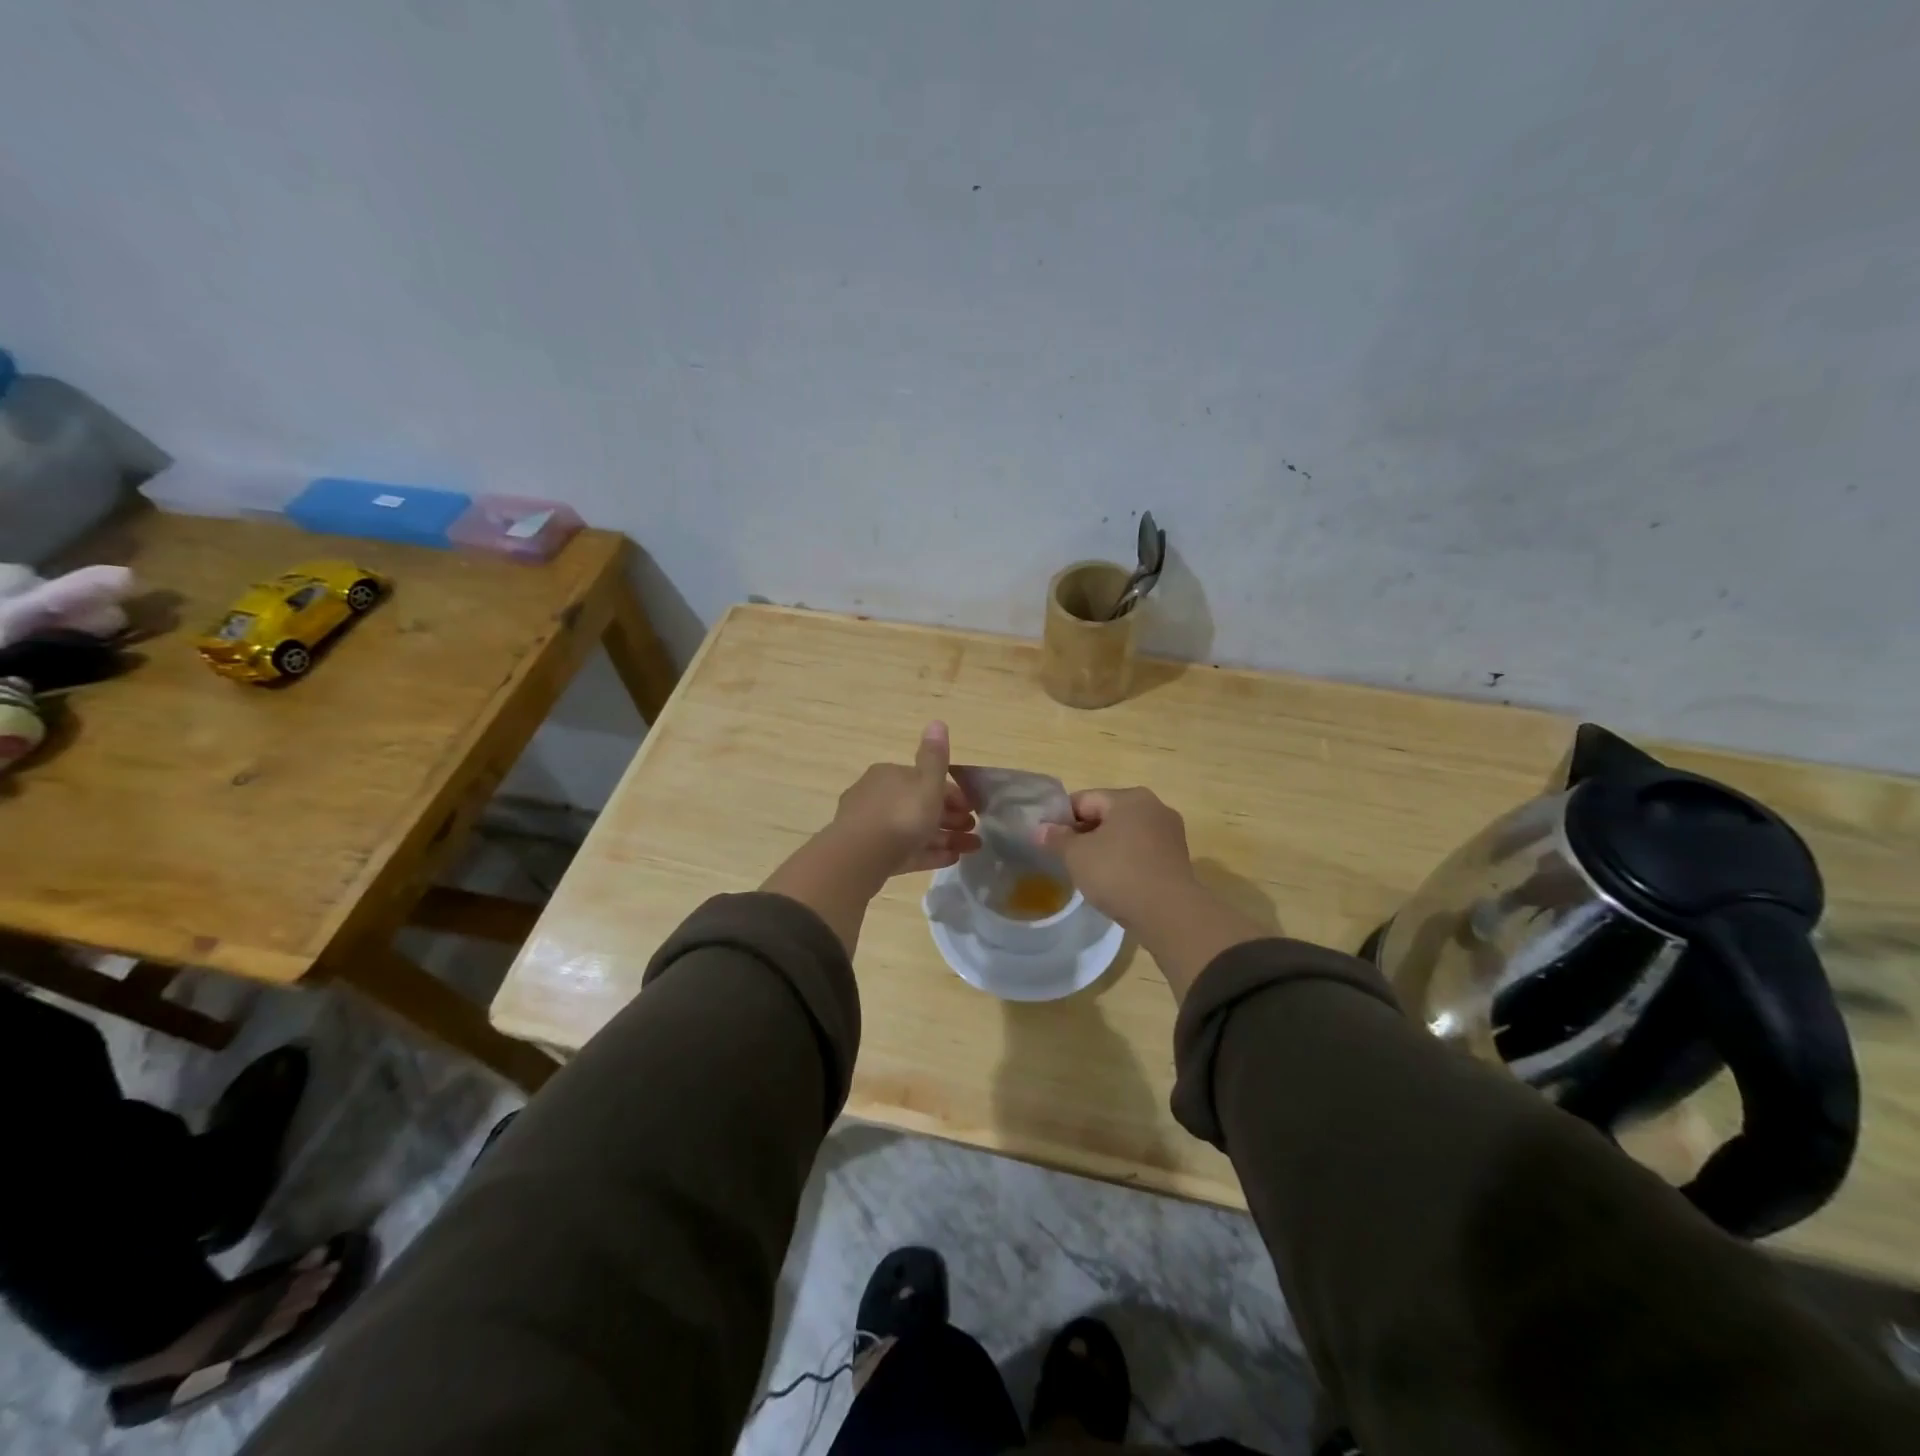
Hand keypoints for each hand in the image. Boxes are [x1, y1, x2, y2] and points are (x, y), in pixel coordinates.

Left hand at [830, 721, 981, 876]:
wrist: (860, 857)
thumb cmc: (900, 814)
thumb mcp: (926, 782)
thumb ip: (935, 756)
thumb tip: (937, 722)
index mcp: (890, 775)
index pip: (925, 780)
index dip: (953, 793)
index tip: (972, 808)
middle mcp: (878, 796)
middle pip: (921, 805)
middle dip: (951, 817)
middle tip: (974, 830)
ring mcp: (873, 827)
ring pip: (915, 830)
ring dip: (945, 837)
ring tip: (971, 848)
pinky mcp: (873, 854)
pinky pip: (907, 850)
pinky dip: (929, 853)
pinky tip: (952, 860)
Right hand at [1035, 787, 1195, 927]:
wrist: (1169, 913)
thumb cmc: (1118, 874)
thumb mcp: (1077, 856)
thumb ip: (1056, 839)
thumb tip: (1040, 829)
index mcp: (1129, 797)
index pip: (1084, 799)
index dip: (1062, 819)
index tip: (1049, 842)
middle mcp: (1154, 806)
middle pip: (1107, 814)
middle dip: (1085, 834)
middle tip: (1066, 859)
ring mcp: (1169, 832)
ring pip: (1125, 834)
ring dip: (1106, 848)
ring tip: (1089, 873)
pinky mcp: (1177, 857)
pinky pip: (1142, 851)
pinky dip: (1126, 861)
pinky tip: (1115, 882)